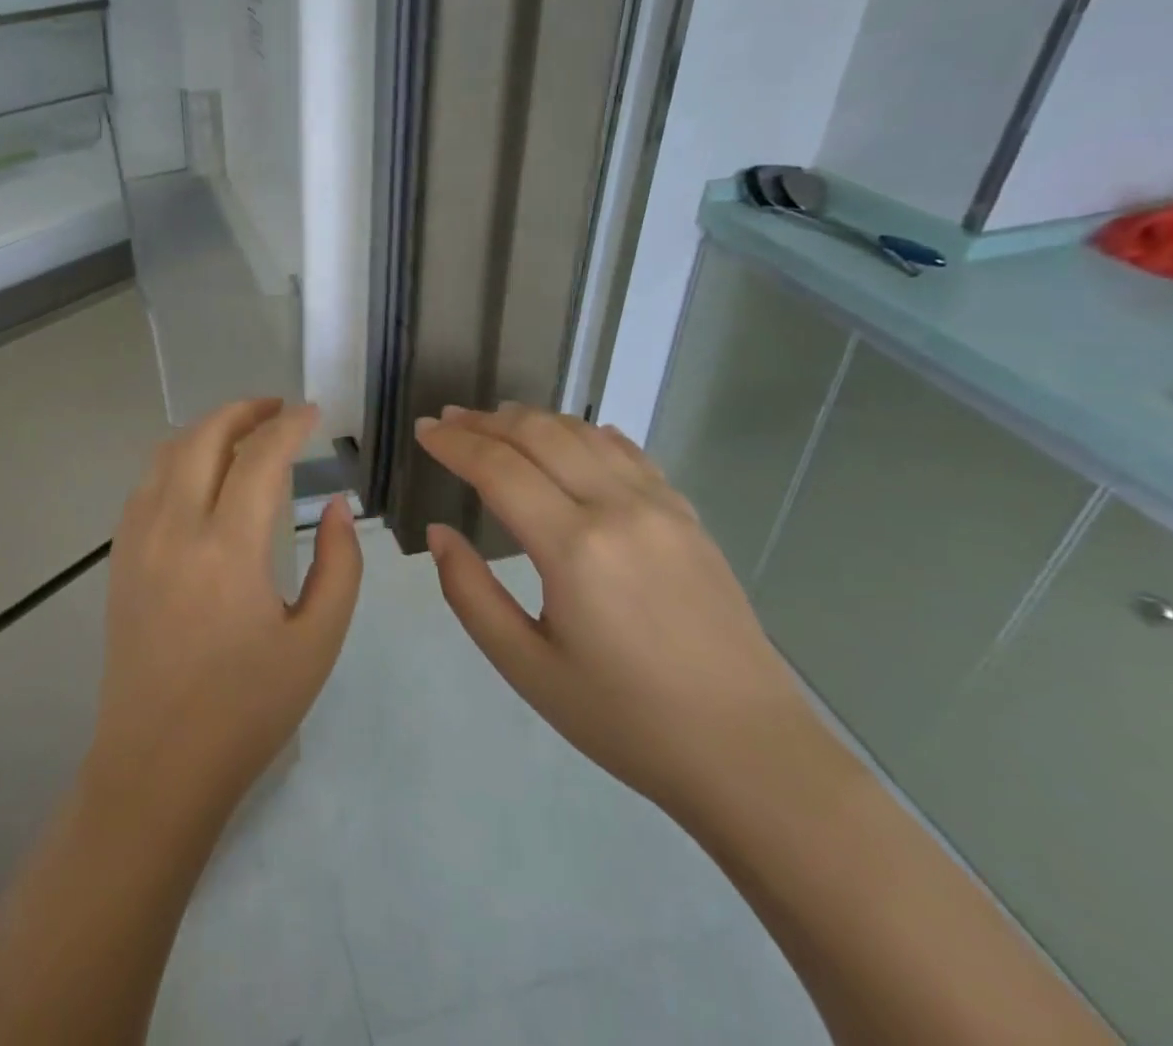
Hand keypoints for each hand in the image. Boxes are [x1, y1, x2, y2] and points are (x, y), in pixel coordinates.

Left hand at [88, 399, 362, 819]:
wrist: (157, 765)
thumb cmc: (247, 710)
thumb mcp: (316, 643)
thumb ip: (339, 565)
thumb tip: (336, 506)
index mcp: (228, 549)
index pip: (260, 457)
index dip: (291, 426)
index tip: (314, 414)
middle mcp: (175, 529)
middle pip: (204, 437)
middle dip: (244, 410)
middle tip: (279, 409)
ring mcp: (138, 540)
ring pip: (168, 453)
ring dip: (208, 429)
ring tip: (243, 431)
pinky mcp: (120, 557)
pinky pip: (147, 483)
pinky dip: (178, 458)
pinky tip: (201, 474)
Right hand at [414, 403, 816, 819]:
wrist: (749, 753)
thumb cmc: (625, 719)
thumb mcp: (527, 668)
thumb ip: (471, 593)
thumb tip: (440, 533)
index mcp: (574, 548)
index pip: (498, 468)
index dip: (454, 443)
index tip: (423, 430)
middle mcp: (618, 508)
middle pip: (540, 435)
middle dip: (486, 421)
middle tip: (449, 418)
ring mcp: (661, 507)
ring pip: (584, 434)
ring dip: (533, 419)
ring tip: (496, 420)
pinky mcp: (688, 517)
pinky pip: (629, 453)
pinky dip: (587, 433)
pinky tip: (572, 435)